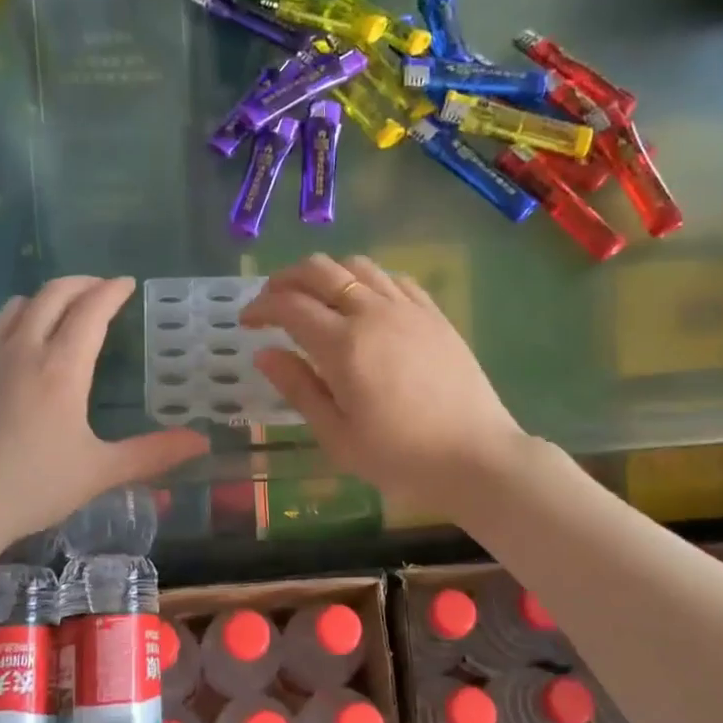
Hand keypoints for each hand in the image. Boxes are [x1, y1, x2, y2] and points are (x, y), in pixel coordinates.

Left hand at [0, 277, 208, 546]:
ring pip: (18, 305)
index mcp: (61, 368)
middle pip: (52, 295)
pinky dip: (16, 318)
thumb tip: (201, 443)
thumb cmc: (33, 486)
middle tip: (101, 287)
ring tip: (62, 308)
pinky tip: (18, 342)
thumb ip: (153, 453)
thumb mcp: (100, 472)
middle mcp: (23, 349)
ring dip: (46, 297)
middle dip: (81, 283)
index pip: (90, 311)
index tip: (127, 283)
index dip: (111, 291)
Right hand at [240, 254, 530, 514]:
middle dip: (286, 279)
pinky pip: (394, 278)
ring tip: (315, 298)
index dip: (261, 307)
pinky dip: (367, 279)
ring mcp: (408, 309)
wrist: (476, 457)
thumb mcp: (337, 435)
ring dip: (326, 273)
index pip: (289, 305)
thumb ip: (298, 388)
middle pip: (320, 270)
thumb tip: (265, 354)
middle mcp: (373, 313)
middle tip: (272, 302)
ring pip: (357, 265)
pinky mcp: (434, 314)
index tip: (247, 322)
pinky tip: (363, 301)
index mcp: (343, 345)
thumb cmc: (400, 456)